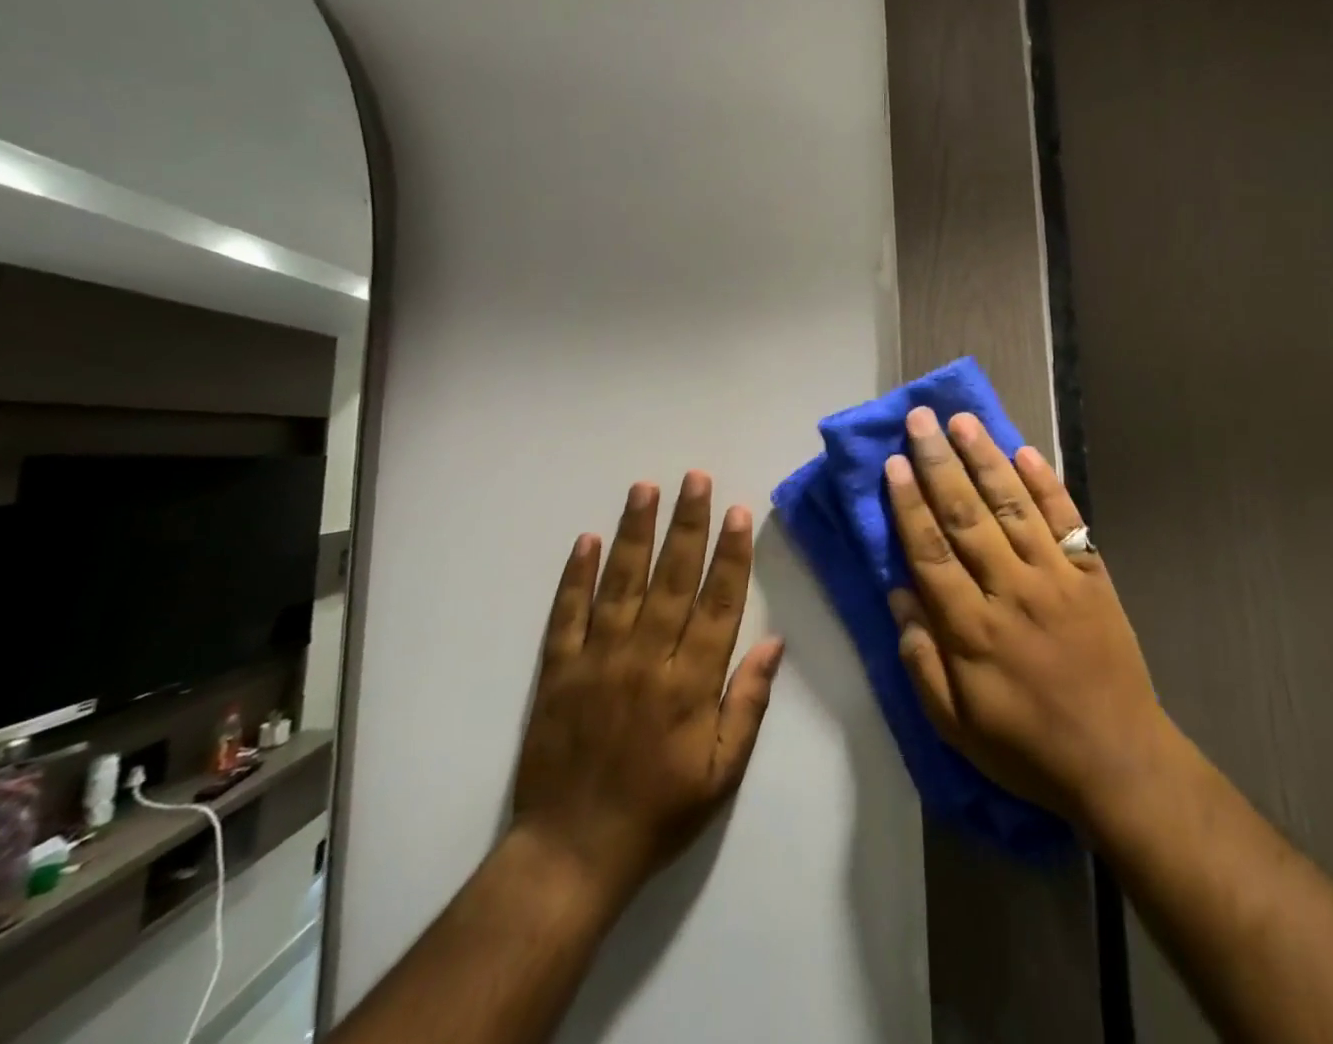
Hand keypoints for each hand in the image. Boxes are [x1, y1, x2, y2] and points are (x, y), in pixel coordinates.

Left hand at [511, 473, 784, 904]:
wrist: (571, 854)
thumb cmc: (659, 812)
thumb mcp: (723, 771)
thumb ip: (748, 702)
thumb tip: (774, 642)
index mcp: (690, 682)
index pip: (718, 602)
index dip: (730, 554)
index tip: (737, 512)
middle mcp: (646, 658)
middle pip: (672, 578)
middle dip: (687, 525)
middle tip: (695, 479)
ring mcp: (598, 660)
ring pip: (621, 583)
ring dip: (635, 532)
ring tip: (645, 489)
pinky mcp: (558, 671)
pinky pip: (567, 614)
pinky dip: (576, 575)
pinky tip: (587, 539)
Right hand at [884, 408, 1171, 830]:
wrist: (1118, 759)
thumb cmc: (1027, 747)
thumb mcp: (957, 727)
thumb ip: (923, 661)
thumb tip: (898, 595)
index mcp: (974, 630)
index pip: (932, 553)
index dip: (909, 505)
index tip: (894, 463)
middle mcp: (1012, 591)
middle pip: (968, 517)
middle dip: (940, 464)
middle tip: (921, 420)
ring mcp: (1057, 577)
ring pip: (1014, 506)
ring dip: (986, 460)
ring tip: (963, 420)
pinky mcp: (1092, 573)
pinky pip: (1067, 520)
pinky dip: (1046, 484)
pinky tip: (1025, 451)